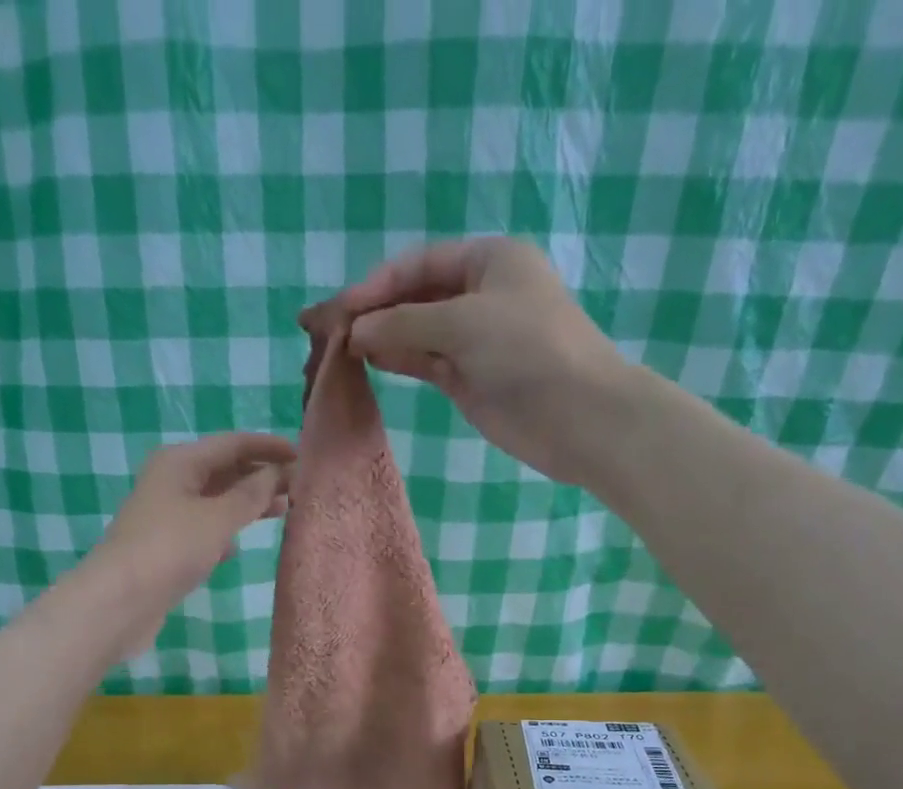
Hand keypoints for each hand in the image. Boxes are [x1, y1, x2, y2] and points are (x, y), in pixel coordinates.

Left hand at [85, 432, 294, 653]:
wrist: (120, 601)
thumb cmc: (171, 549)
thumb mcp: (218, 518)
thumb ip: (251, 495)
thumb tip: (278, 473)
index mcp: (180, 461)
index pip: (233, 443)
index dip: (269, 447)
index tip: (304, 456)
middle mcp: (172, 481)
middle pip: (224, 470)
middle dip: (261, 476)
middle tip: (300, 487)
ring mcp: (168, 516)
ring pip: (216, 501)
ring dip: (247, 505)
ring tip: (283, 511)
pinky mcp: (167, 547)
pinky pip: (204, 530)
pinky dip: (225, 533)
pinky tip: (240, 548)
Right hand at [301, 238, 631, 487]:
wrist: (577, 415)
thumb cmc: (528, 351)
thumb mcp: (463, 323)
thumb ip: (404, 324)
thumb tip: (354, 332)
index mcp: (487, 260)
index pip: (417, 264)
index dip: (375, 284)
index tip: (338, 311)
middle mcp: (478, 294)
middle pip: (412, 296)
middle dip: (371, 312)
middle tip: (325, 332)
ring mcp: (472, 339)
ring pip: (415, 332)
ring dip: (379, 338)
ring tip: (336, 350)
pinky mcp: (468, 378)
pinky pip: (424, 362)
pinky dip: (396, 360)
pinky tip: (366, 362)